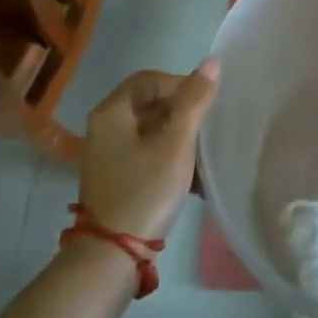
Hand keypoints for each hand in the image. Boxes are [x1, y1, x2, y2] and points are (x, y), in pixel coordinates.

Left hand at [78, 60, 220, 239]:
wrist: (112, 255)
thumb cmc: (145, 190)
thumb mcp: (176, 142)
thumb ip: (194, 100)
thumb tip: (212, 62)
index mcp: (113, 111)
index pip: (151, 78)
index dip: (182, 84)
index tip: (206, 106)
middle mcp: (106, 127)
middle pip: (152, 103)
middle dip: (184, 114)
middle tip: (208, 131)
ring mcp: (110, 154)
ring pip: (153, 130)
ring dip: (181, 138)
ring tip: (205, 156)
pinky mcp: (118, 176)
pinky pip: (149, 153)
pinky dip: (171, 157)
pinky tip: (193, 177)